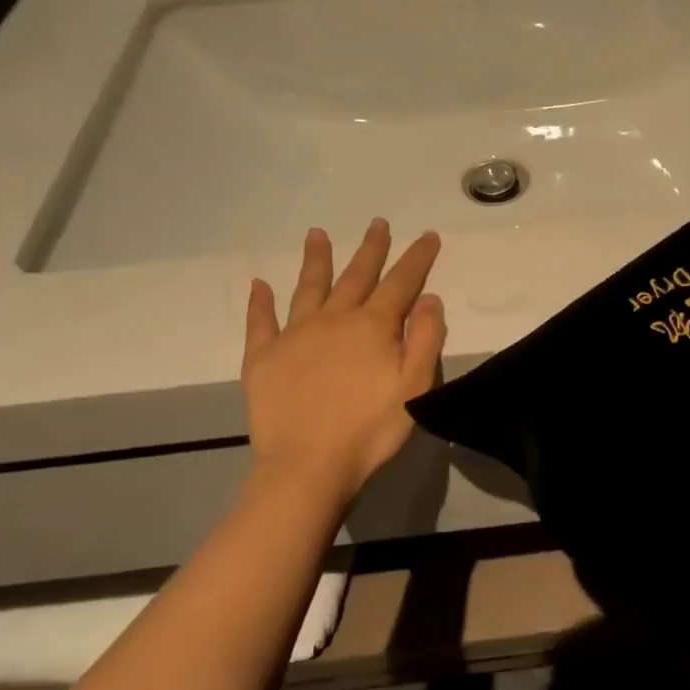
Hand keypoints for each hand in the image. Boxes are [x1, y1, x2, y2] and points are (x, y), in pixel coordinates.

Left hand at [241, 220, 446, 505]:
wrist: (307, 465)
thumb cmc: (370, 428)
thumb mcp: (415, 385)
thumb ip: (426, 338)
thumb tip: (429, 297)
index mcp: (372, 326)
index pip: (401, 282)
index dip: (416, 258)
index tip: (427, 235)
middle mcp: (333, 319)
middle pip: (355, 276)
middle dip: (370, 248)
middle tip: (377, 223)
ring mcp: (294, 335)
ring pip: (308, 287)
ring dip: (316, 260)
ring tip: (317, 234)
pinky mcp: (263, 357)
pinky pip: (260, 322)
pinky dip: (260, 302)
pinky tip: (259, 284)